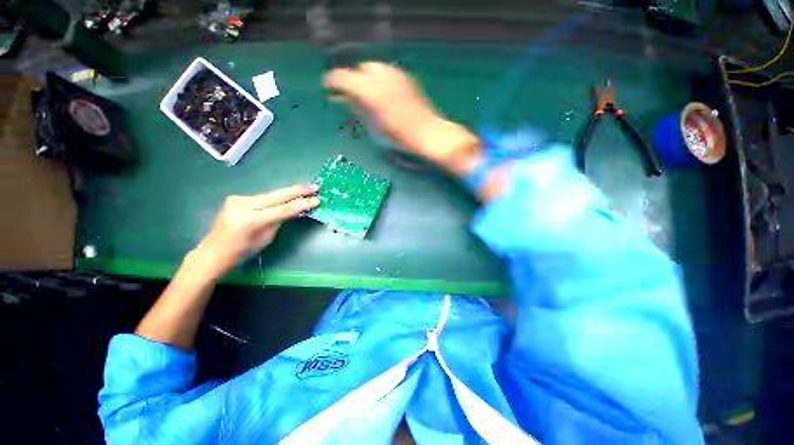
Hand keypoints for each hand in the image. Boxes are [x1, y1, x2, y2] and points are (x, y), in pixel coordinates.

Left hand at [193, 184, 319, 278]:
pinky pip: (263, 197)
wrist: (213, 252)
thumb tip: (296, 209)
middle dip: (298, 191)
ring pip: (271, 195)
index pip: (282, 210)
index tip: (317, 199)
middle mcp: (242, 206)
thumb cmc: (242, 252)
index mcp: (250, 220)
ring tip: (306, 189)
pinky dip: (277, 198)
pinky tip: (288, 197)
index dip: (301, 204)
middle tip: (315, 187)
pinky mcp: (236, 198)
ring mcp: (238, 200)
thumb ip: (279, 220)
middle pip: (276, 196)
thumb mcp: (266, 238)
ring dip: (289, 193)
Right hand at [323, 62, 481, 175]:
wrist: (429, 133)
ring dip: (366, 79)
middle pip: (359, 70)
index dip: (332, 82)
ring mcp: (396, 74)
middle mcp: (381, 76)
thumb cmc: (400, 137)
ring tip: (366, 95)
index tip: (328, 89)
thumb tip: (344, 99)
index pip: (343, 77)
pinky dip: (379, 80)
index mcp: (370, 91)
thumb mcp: (375, 126)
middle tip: (350, 96)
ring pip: (373, 68)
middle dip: (352, 80)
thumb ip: (358, 109)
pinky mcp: (406, 78)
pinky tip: (382, 94)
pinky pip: (386, 72)